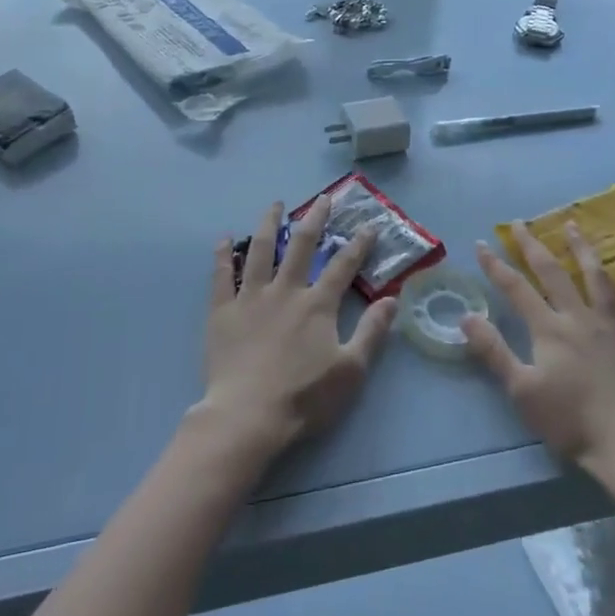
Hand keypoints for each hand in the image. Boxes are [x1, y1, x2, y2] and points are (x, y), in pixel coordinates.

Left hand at [193, 200, 396, 469]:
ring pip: (259, 250)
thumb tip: (393, 299)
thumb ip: (372, 332)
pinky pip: (221, 276)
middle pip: (301, 245)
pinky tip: (223, 239)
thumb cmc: (303, 397)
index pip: (343, 265)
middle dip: (315, 219)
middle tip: (323, 199)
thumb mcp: (350, 370)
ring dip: (268, 224)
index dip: (358, 244)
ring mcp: (251, 297)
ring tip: (275, 205)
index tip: (369, 225)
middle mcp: (285, 290)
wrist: (247, 416)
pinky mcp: (222, 311)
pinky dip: (222, 255)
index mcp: (317, 304)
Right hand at [464, 221, 614, 482]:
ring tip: (573, 226)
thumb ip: (493, 351)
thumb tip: (466, 316)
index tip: (480, 244)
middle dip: (533, 246)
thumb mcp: (521, 390)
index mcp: (550, 329)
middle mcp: (580, 318)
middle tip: (520, 223)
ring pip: (597, 279)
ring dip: (583, 250)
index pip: (516, 289)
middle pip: (554, 273)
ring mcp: (614, 328)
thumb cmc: (570, 421)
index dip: (496, 266)